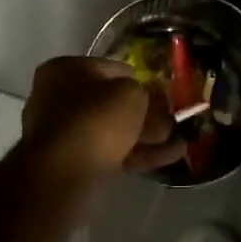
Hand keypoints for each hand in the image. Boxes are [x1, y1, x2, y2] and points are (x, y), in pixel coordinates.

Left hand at [20, 57, 186, 183]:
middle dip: (145, 112)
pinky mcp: (76, 164)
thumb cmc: (95, 119)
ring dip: (148, 135)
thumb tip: (148, 100)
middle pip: (111, 102)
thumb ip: (143, 92)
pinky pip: (114, 154)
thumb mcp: (129, 93)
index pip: (109, 68)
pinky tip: (173, 155)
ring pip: (114, 131)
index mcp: (64, 71)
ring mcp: (66, 134)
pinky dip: (141, 154)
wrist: (65, 173)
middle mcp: (59, 99)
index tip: (162, 91)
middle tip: (173, 118)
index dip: (139, 78)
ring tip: (181, 140)